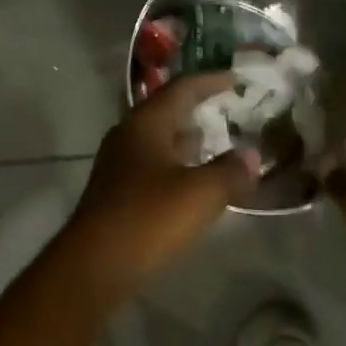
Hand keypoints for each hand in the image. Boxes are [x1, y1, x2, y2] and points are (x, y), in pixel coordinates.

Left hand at [62, 73, 261, 305]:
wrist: (93, 266)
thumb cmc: (148, 218)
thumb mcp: (199, 194)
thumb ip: (230, 171)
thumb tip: (251, 156)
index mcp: (146, 123)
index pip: (182, 88)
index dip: (210, 81)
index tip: (236, 79)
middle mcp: (128, 135)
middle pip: (167, 111)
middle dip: (198, 109)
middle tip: (230, 111)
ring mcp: (118, 164)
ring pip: (159, 140)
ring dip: (187, 139)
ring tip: (218, 144)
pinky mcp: (116, 192)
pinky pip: (153, 165)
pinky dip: (177, 164)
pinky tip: (194, 182)